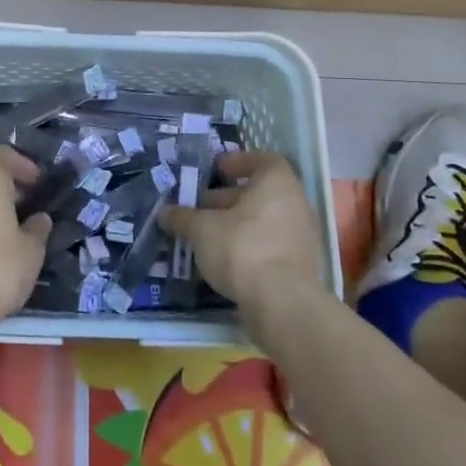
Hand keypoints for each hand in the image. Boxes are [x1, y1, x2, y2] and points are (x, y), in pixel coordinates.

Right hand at [161, 151, 326, 311]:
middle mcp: (295, 204)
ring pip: (263, 221)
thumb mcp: (201, 229)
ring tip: (205, 235)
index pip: (262, 160)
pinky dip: (247, 246)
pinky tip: (222, 259)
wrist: (282, 305)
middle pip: (259, 193)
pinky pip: (270, 246)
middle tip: (199, 206)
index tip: (217, 169)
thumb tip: (164, 212)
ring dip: (235, 224)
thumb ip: (182, 218)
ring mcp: (301, 237)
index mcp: (277, 183)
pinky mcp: (300, 267)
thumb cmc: (242, 248)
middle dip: (227, 199)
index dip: (238, 162)